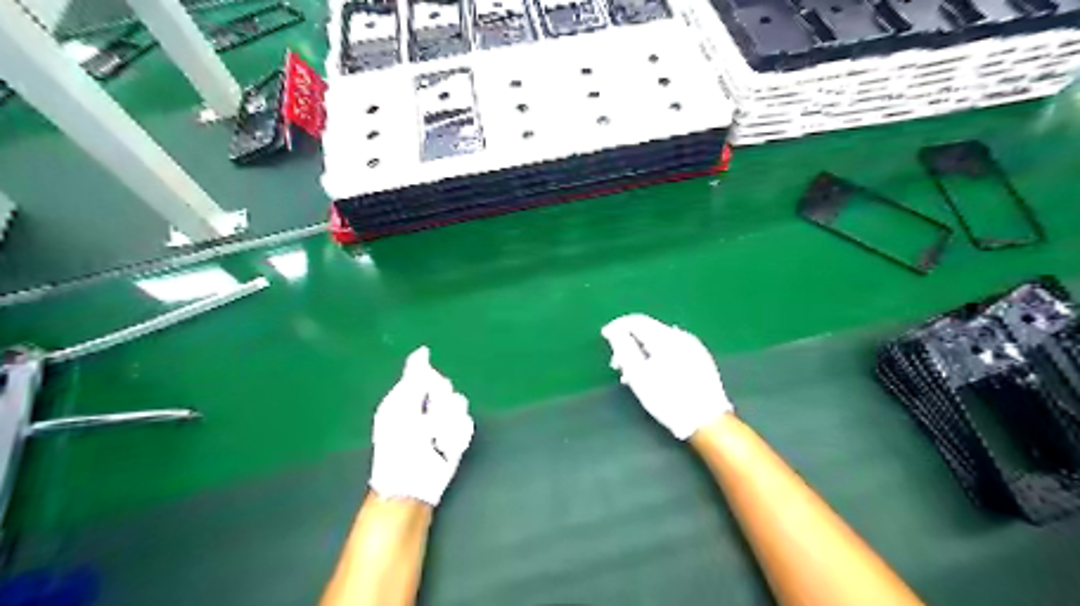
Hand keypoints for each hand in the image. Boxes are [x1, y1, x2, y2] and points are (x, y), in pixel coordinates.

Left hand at [370, 345, 473, 505]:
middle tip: (427, 423)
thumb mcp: (401, 406)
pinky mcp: (456, 436)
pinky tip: (445, 448)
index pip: (428, 374)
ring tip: (436, 440)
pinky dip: (455, 437)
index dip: (430, 383)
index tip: (425, 395)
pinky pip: (466, 424)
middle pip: (446, 387)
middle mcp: (426, 406)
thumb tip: (423, 350)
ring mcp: (442, 422)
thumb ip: (414, 377)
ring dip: (447, 423)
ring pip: (459, 404)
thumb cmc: (398, 444)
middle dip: (439, 404)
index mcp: (407, 396)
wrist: (412, 482)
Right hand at [605, 315, 728, 438]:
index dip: (617, 326)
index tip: (604, 336)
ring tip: (634, 374)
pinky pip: (673, 349)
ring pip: (660, 341)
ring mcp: (694, 347)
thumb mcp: (638, 375)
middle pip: (649, 330)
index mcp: (665, 337)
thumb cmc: (667, 398)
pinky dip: (658, 356)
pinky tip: (654, 374)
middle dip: (630, 342)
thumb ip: (624, 349)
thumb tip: (615, 332)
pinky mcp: (701, 359)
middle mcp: (681, 336)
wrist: (706, 420)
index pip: (636, 320)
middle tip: (618, 363)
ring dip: (643, 351)